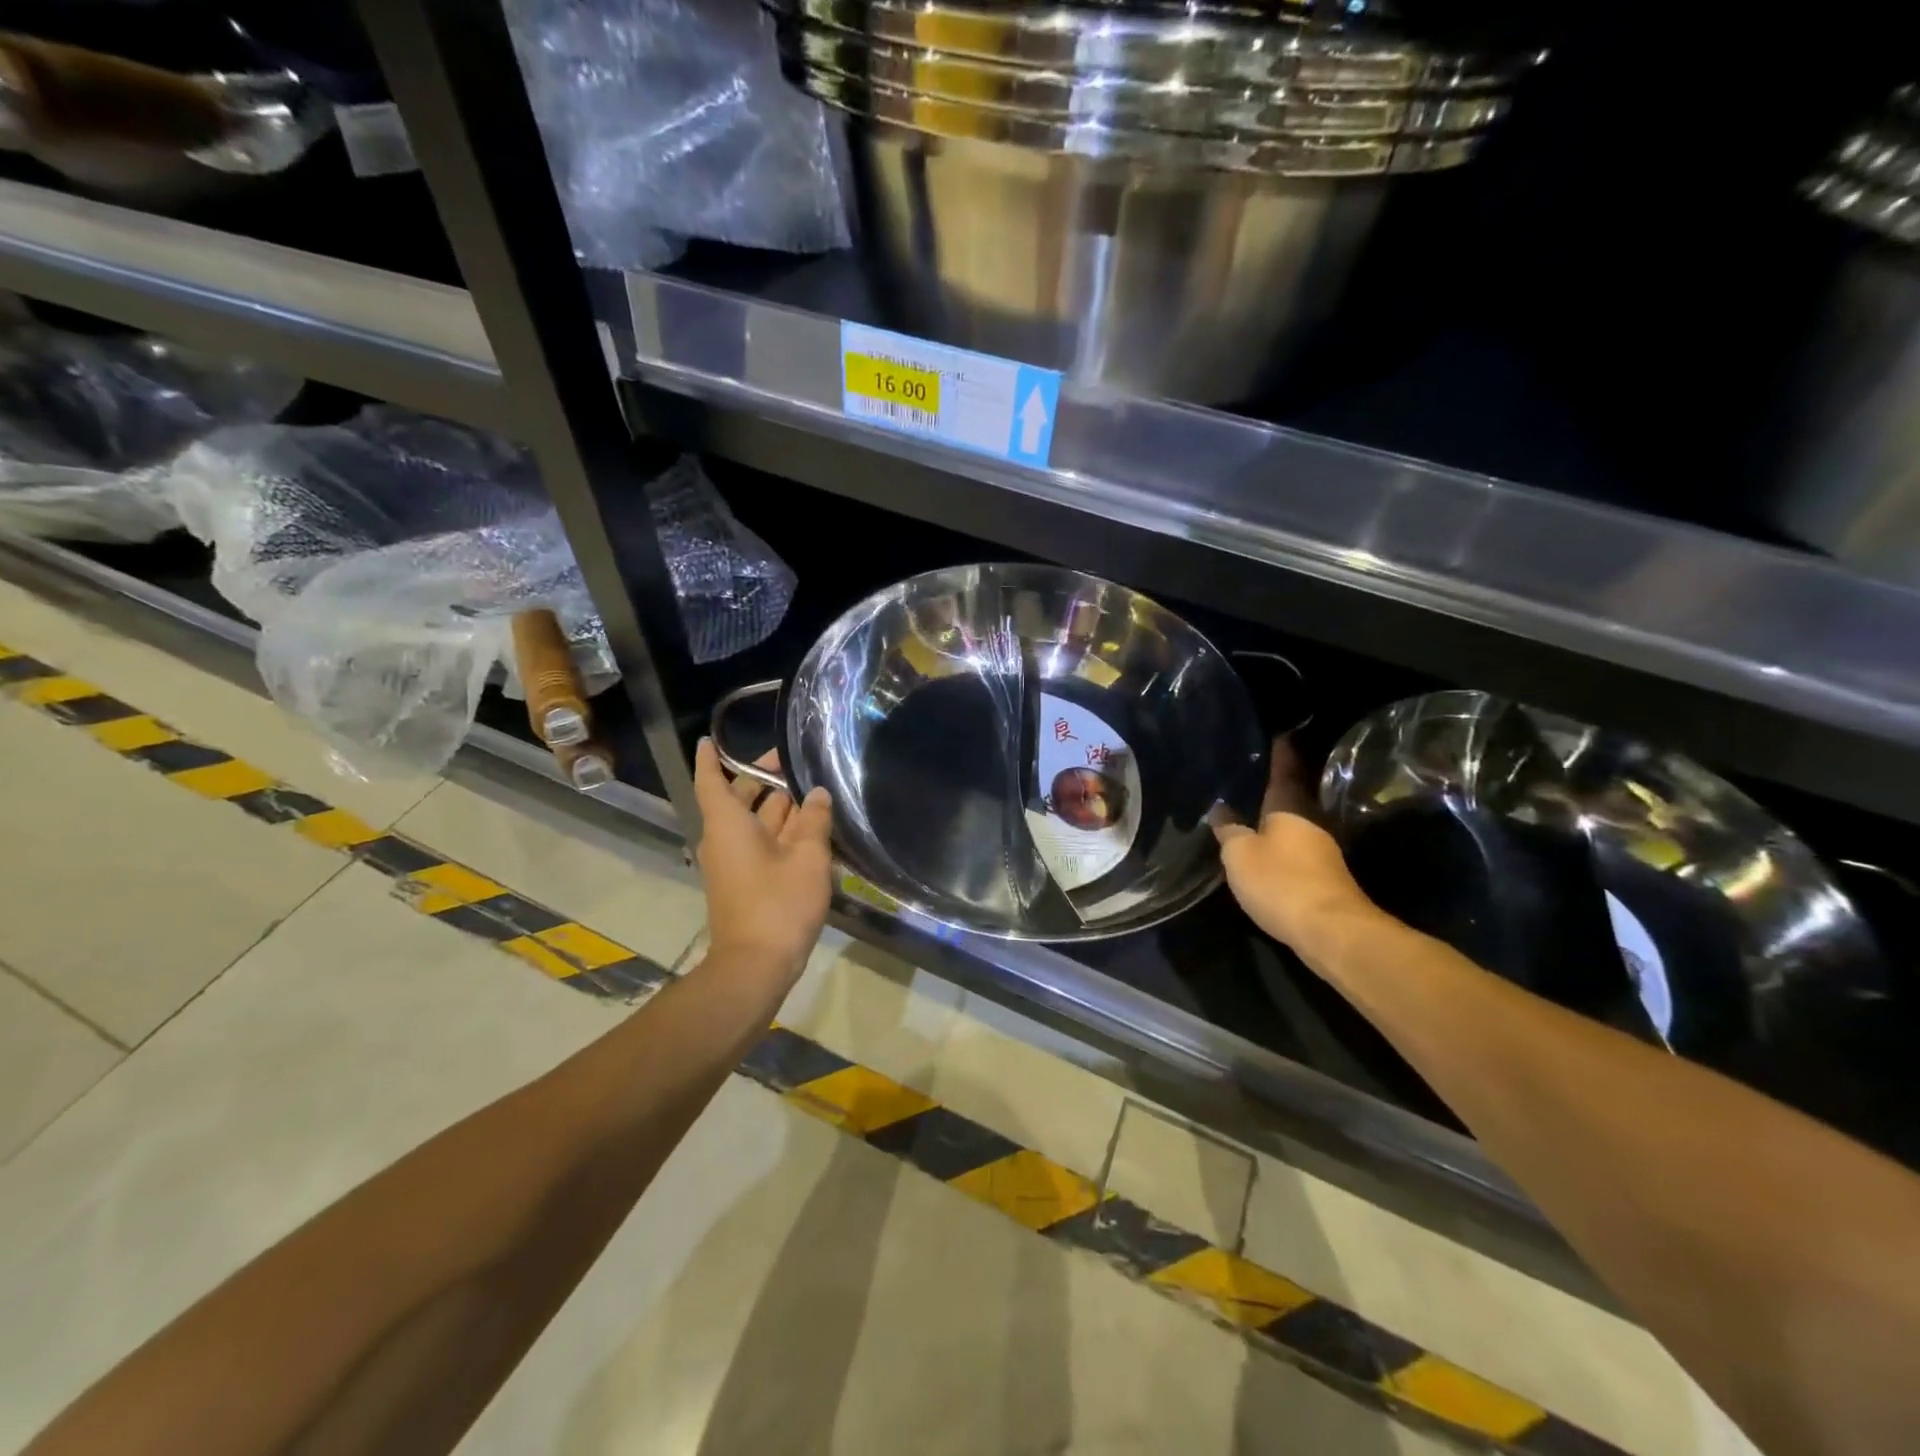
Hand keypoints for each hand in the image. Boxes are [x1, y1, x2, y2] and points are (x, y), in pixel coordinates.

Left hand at [693, 739, 833, 984]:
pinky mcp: (745, 883)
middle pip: (738, 799)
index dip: (712, 758)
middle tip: (792, 761)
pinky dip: (780, 832)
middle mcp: (724, 839)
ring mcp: (733, 864)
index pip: (712, 781)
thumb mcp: (807, 858)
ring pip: (753, 823)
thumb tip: (818, 795)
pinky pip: (760, 845)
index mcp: (728, 824)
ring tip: (811, 790)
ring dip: (778, 807)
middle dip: (762, 779)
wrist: (756, 966)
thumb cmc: (778, 904)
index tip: (711, 739)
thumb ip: (815, 821)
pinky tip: (810, 829)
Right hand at [1213, 738, 1376, 954]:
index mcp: (1289, 808)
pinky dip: (1280, 844)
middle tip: (1255, 772)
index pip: (1284, 771)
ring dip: (1276, 818)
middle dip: (1276, 786)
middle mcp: (1309, 823)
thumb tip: (1220, 810)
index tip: (1280, 732)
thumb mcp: (1240, 854)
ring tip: (1252, 810)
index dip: (1281, 753)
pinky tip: (1265, 849)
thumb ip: (1228, 830)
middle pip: (1292, 798)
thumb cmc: (1280, 881)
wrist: (1330, 931)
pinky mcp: (1323, 877)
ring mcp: (1320, 851)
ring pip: (1294, 825)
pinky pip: (1296, 849)